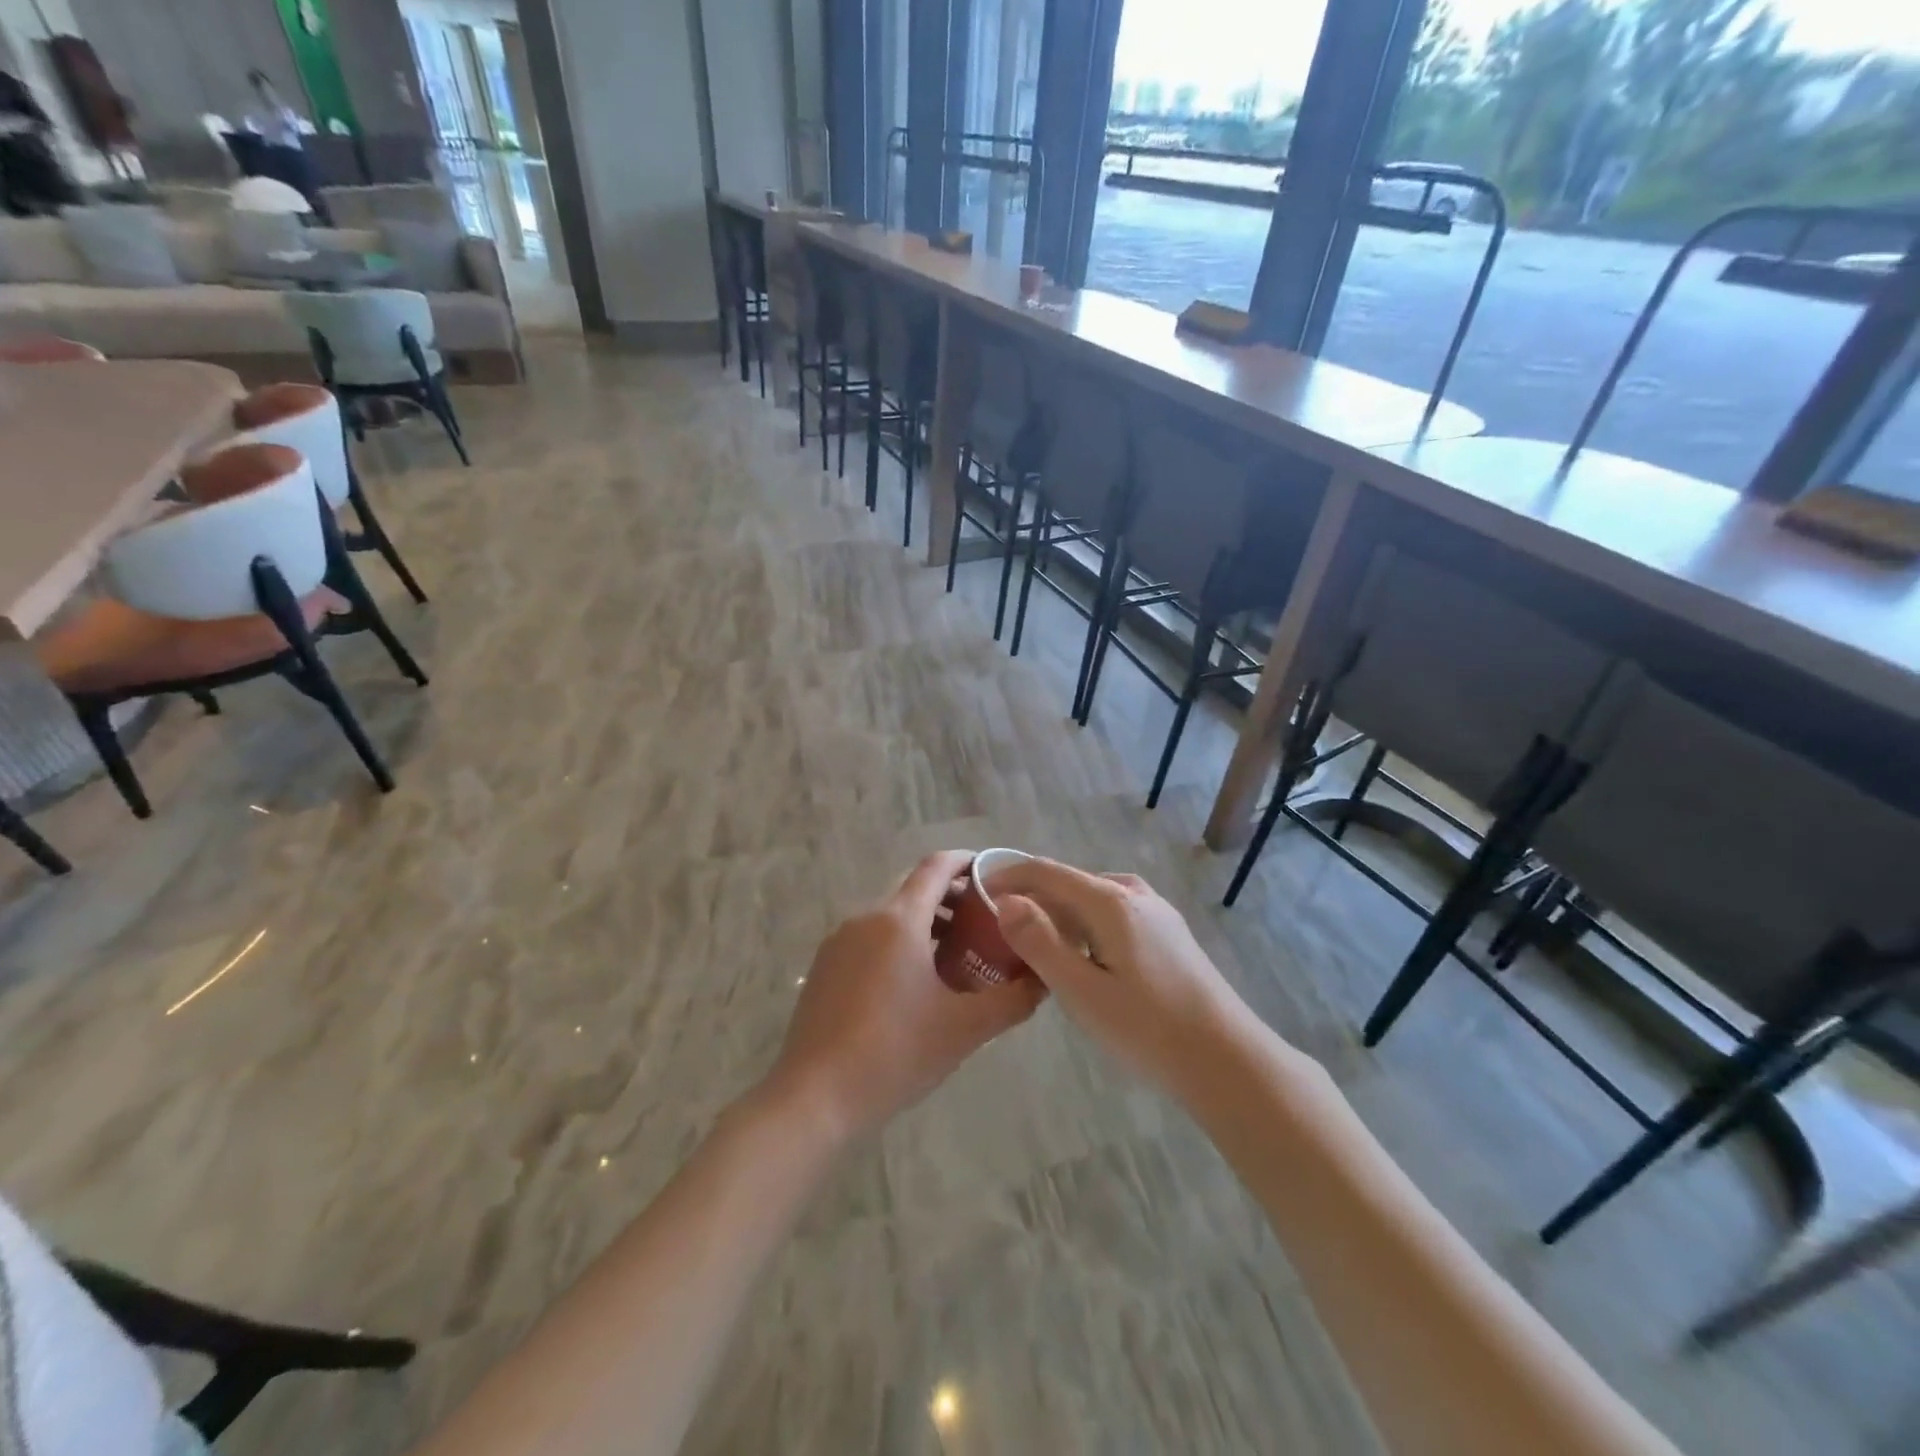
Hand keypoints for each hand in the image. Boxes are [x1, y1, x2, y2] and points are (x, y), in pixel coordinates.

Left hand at [765, 851, 1046, 1142]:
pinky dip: (898, 943)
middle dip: (951, 899)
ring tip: (956, 957)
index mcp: (898, 920)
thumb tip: (1042, 980)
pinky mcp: (824, 967)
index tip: (993, 873)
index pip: (936, 867)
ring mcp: (839, 942)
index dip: (966, 862)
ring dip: (925, 924)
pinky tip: (914, 984)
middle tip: (985, 924)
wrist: (814, 1098)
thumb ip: (1011, 1000)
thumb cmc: (894, 1053)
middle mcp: (865, 918)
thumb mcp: (964, 1029)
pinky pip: (869, 938)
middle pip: (914, 889)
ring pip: (890, 916)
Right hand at [987, 859, 1249, 1093]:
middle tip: (998, 929)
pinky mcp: (1168, 933)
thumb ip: (1040, 943)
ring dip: (1059, 914)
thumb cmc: (1148, 1028)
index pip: (1046, 872)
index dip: (1008, 876)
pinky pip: (1112, 914)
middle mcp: (1133, 893)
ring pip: (1092, 899)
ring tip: (1033, 945)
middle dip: (1031, 898)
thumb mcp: (1082, 991)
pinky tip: (1080, 957)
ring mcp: (1156, 912)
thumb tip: (1006, 902)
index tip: (976, 891)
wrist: (1227, 1060)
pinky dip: (1085, 926)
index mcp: (1110, 900)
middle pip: (1069, 882)